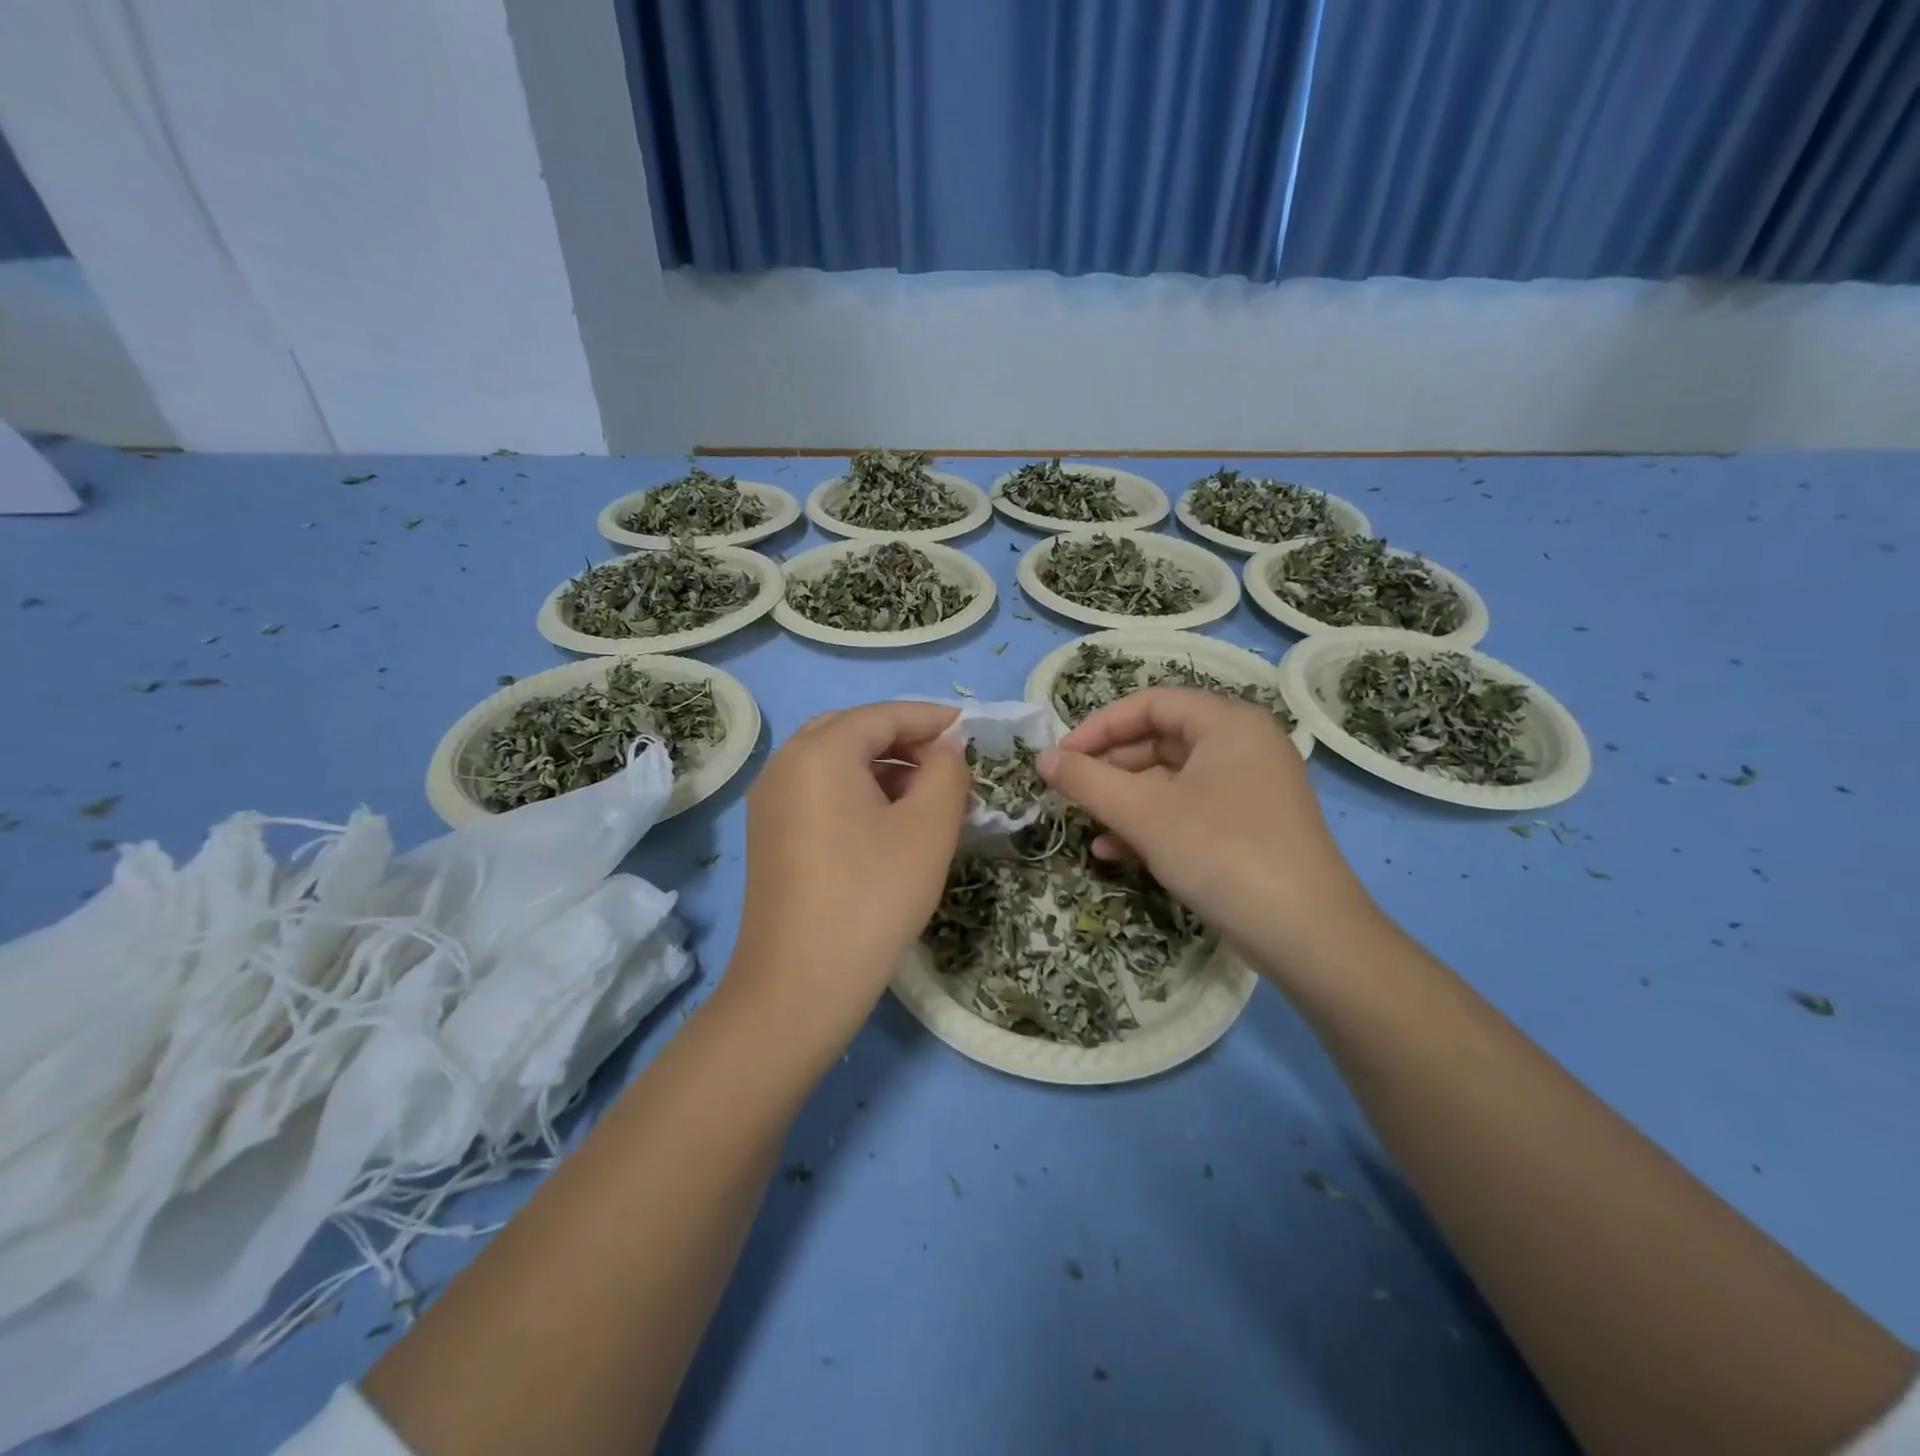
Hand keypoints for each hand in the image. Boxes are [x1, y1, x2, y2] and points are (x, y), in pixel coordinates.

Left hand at [725, 702, 968, 1053]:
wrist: (798, 988)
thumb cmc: (872, 898)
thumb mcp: (928, 829)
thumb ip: (947, 772)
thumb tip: (945, 751)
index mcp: (819, 752)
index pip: (883, 714)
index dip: (932, 718)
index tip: (972, 730)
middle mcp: (785, 765)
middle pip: (855, 732)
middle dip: (906, 742)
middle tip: (950, 766)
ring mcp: (770, 802)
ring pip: (836, 764)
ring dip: (884, 770)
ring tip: (931, 798)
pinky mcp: (770, 836)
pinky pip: (820, 794)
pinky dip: (859, 794)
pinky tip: (891, 825)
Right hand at [1038, 689, 1377, 980]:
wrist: (1307, 935)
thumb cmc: (1222, 852)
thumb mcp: (1145, 814)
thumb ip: (1087, 781)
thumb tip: (1042, 758)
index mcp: (1227, 723)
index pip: (1149, 703)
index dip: (1098, 726)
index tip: (1060, 757)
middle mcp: (1242, 745)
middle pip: (1159, 741)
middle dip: (1109, 768)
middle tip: (1068, 792)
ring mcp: (1248, 788)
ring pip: (1170, 781)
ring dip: (1123, 801)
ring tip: (1085, 824)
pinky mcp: (1247, 827)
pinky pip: (1188, 811)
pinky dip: (1150, 825)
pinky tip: (1113, 853)